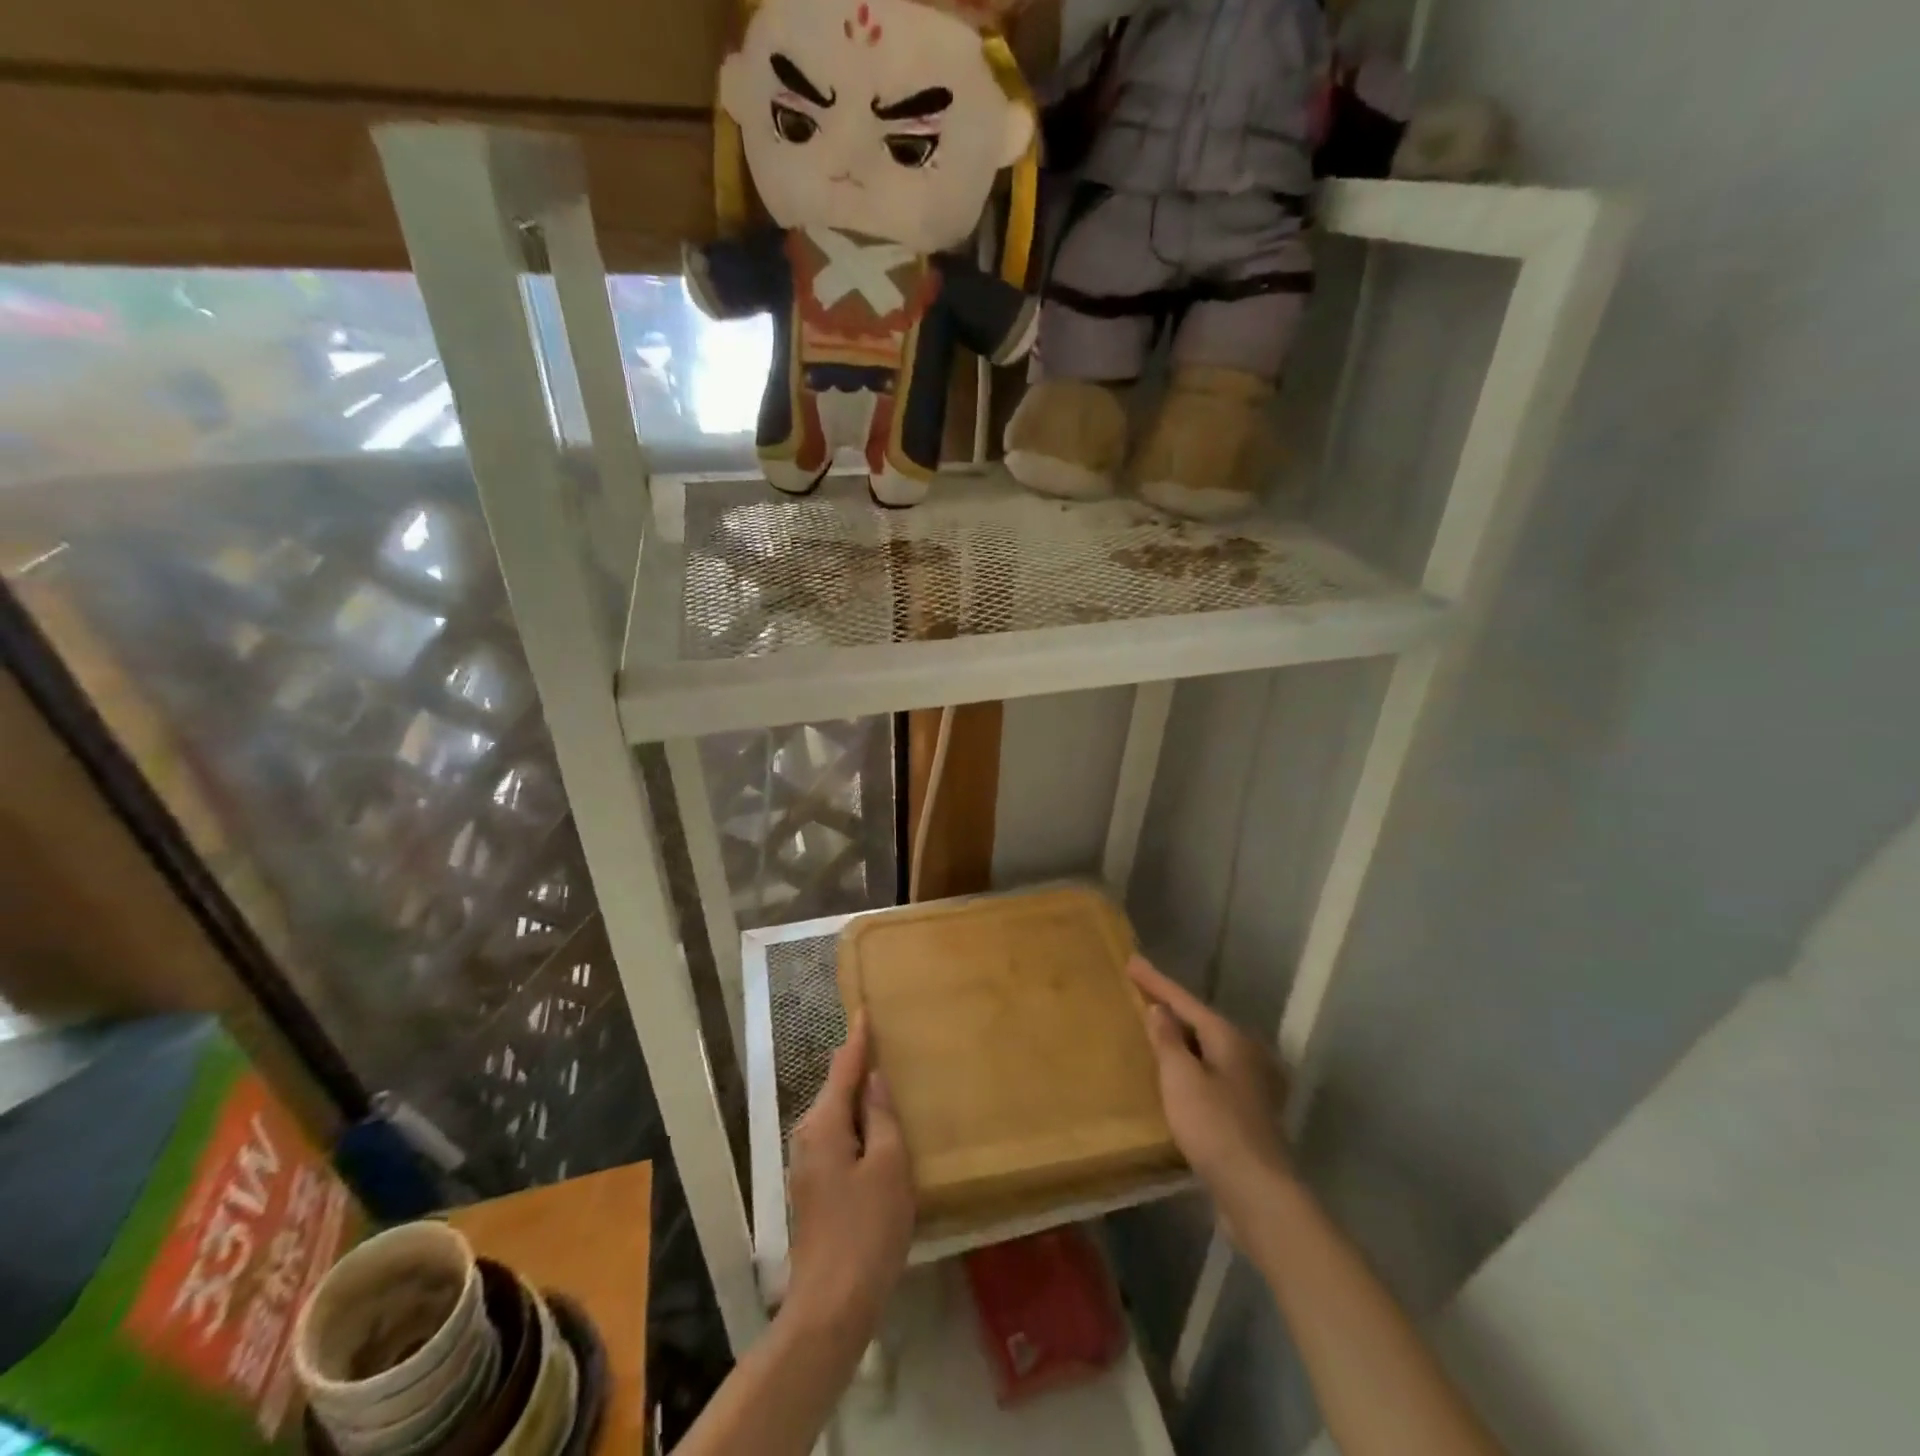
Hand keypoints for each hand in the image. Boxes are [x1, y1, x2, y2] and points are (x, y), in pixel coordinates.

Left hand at [783, 1012, 914, 1346]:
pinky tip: (876, 1128)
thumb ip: (882, 1116)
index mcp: (825, 1123)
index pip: (843, 1067)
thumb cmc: (867, 1230)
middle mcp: (808, 1135)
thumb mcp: (888, 1166)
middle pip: (836, 1088)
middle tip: (886, 1043)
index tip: (865, 1009)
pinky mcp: (814, 1186)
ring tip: (887, 1079)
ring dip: (859, 1096)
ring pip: (837, 1114)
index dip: (858, 1038)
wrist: (831, 1305)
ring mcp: (807, 1163)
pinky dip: (856, 1123)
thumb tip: (874, 1079)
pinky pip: (837, 1136)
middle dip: (858, 1065)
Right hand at [1129, 956, 1293, 1239]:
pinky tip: (1175, 1073)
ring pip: (1206, 1048)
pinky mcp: (1246, 1112)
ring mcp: (1249, 1084)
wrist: (1257, 1192)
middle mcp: (1244, 1054)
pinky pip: (1210, 1072)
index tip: (1131, 961)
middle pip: (1200, 1021)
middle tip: (1140, 992)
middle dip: (1170, 1007)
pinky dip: (1189, 1063)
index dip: (1155, 981)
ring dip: (1180, 1037)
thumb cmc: (1215, 1127)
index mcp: (1229, 1038)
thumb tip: (1160, 1010)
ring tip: (1153, 1028)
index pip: (1184, 1001)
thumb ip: (1168, 1041)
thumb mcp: (1181, 1078)